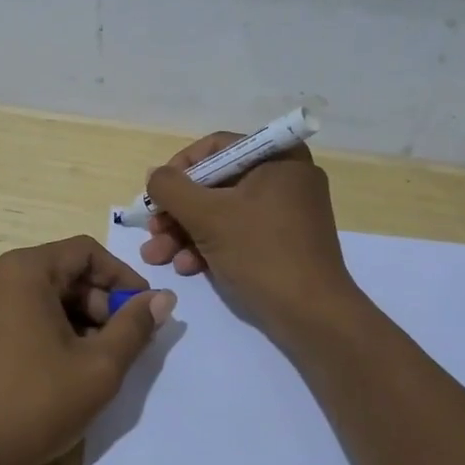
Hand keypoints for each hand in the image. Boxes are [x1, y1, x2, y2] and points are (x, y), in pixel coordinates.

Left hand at [0, 236, 175, 464]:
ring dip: (73, 317)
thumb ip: (135, 326)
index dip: (121, 278)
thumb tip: (163, 298)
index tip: (145, 312)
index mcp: (22, 269)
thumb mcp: (99, 367)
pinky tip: (59, 365)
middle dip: (97, 302)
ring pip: (39, 293)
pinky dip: (45, 326)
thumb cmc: (34, 404)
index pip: (85, 252)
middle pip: (61, 271)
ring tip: (92, 360)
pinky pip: (16, 310)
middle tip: (120, 343)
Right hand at [141, 133, 358, 337]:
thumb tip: (154, 176)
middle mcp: (285, 178)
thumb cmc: (261, 252)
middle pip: (215, 183)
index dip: (179, 168)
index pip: (216, 147)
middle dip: (177, 210)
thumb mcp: (207, 216)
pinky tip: (186, 267)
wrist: (312, 316)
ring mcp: (285, 212)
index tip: (156, 194)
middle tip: (153, 230)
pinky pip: (237, 232)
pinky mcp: (281, 242)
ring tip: (157, 255)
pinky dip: (208, 246)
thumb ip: (171, 188)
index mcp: (278, 158)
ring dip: (184, 232)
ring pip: (221, 211)